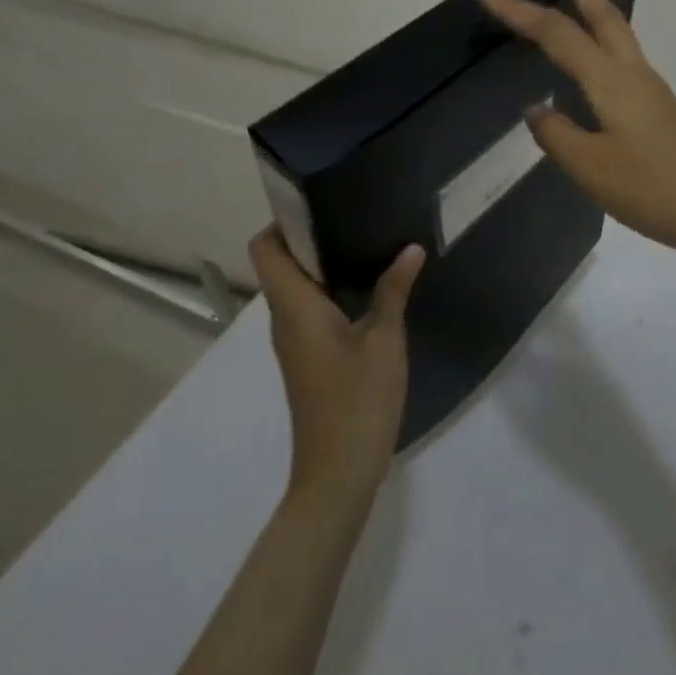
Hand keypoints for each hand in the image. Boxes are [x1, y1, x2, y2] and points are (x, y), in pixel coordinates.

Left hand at [250, 228, 423, 503]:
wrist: (337, 474)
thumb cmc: (357, 401)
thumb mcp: (384, 340)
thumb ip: (394, 290)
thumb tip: (410, 248)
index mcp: (295, 307)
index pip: (265, 249)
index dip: (283, 220)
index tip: (320, 200)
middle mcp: (285, 319)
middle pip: (281, 262)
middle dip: (311, 234)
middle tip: (355, 212)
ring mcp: (294, 341)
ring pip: (296, 286)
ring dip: (323, 261)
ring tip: (366, 239)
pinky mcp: (307, 357)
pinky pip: (308, 307)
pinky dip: (330, 288)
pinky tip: (368, 285)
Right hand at [477, 0, 675, 262]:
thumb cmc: (652, 189)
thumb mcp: (591, 169)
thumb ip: (557, 135)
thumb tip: (535, 108)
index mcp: (611, 81)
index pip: (557, 34)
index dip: (519, 12)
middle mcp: (634, 75)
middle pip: (604, 19)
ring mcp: (653, 91)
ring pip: (620, 36)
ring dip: (597, 12)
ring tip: (580, 0)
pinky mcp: (662, 110)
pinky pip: (626, 60)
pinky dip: (607, 43)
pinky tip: (600, 67)